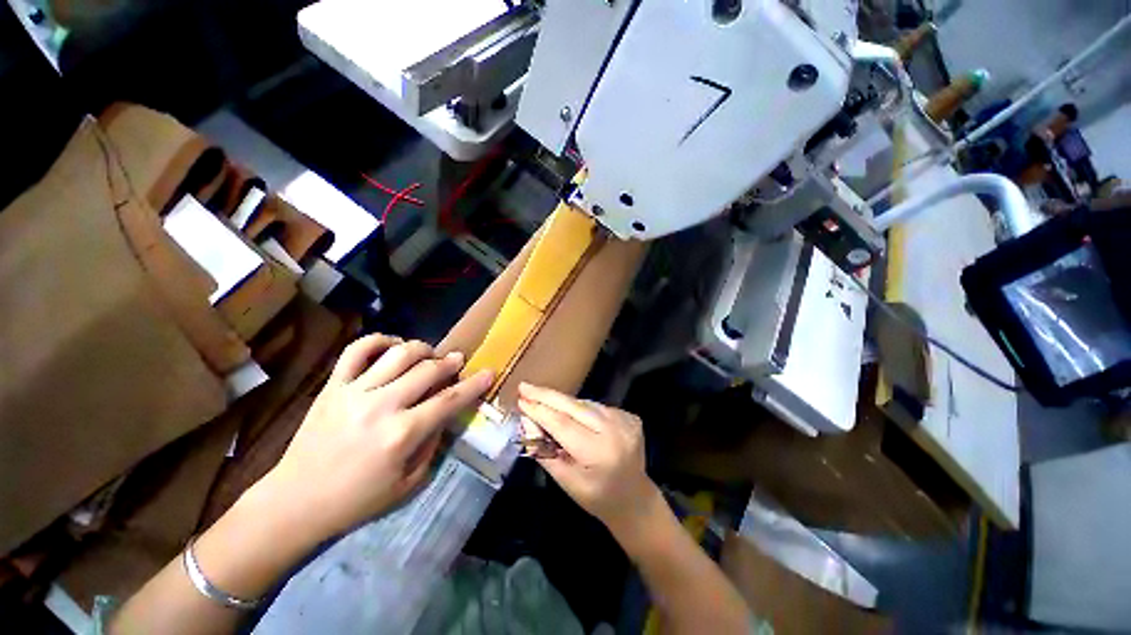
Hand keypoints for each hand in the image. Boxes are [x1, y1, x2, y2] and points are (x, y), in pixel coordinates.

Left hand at [252, 334, 492, 543]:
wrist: (296, 502)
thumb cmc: (358, 499)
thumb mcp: (410, 482)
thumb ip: (433, 442)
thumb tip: (446, 412)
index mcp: (402, 434)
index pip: (449, 400)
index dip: (474, 384)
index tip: (488, 372)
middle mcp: (381, 406)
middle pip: (428, 370)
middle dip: (451, 362)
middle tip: (458, 361)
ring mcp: (354, 392)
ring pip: (398, 353)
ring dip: (422, 348)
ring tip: (430, 354)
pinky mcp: (333, 386)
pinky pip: (357, 350)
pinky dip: (380, 340)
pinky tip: (393, 346)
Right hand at [516, 383, 659, 535]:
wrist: (636, 499)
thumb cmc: (597, 497)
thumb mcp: (567, 482)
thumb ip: (545, 452)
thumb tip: (527, 422)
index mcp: (598, 452)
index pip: (562, 424)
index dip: (540, 411)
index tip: (521, 400)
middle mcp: (614, 430)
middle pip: (574, 406)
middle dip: (546, 395)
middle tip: (525, 386)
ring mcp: (625, 420)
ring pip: (584, 404)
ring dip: (562, 402)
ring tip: (542, 400)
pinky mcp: (629, 416)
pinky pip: (597, 407)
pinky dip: (580, 409)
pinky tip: (570, 414)